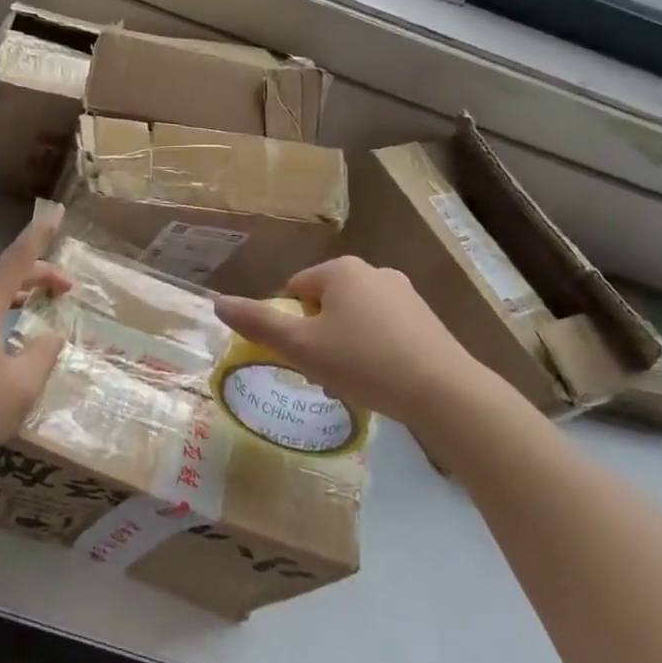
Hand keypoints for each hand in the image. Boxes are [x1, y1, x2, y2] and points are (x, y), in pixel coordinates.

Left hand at [0, 207, 70, 472]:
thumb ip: (43, 352)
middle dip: (38, 273)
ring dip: (22, 293)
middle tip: (69, 286)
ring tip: (47, 300)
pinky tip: (18, 334)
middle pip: (5, 277)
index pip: (17, 260)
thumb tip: (52, 336)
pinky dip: (7, 312)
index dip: (40, 235)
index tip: (57, 211)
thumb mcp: (22, 382)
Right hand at [215, 256, 495, 425]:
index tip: (298, 356)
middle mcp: (373, 271)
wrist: (444, 393)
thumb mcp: (302, 347)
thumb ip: (258, 323)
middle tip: (321, 371)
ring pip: (354, 317)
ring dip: (344, 344)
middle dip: (317, 335)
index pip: (295, 290)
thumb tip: (218, 302)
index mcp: (340, 270)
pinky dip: (373, 349)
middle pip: (324, 303)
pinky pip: (383, 329)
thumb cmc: (364, 362)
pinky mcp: (426, 319)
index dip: (289, 324)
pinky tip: (379, 380)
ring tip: (350, 380)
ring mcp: (404, 294)